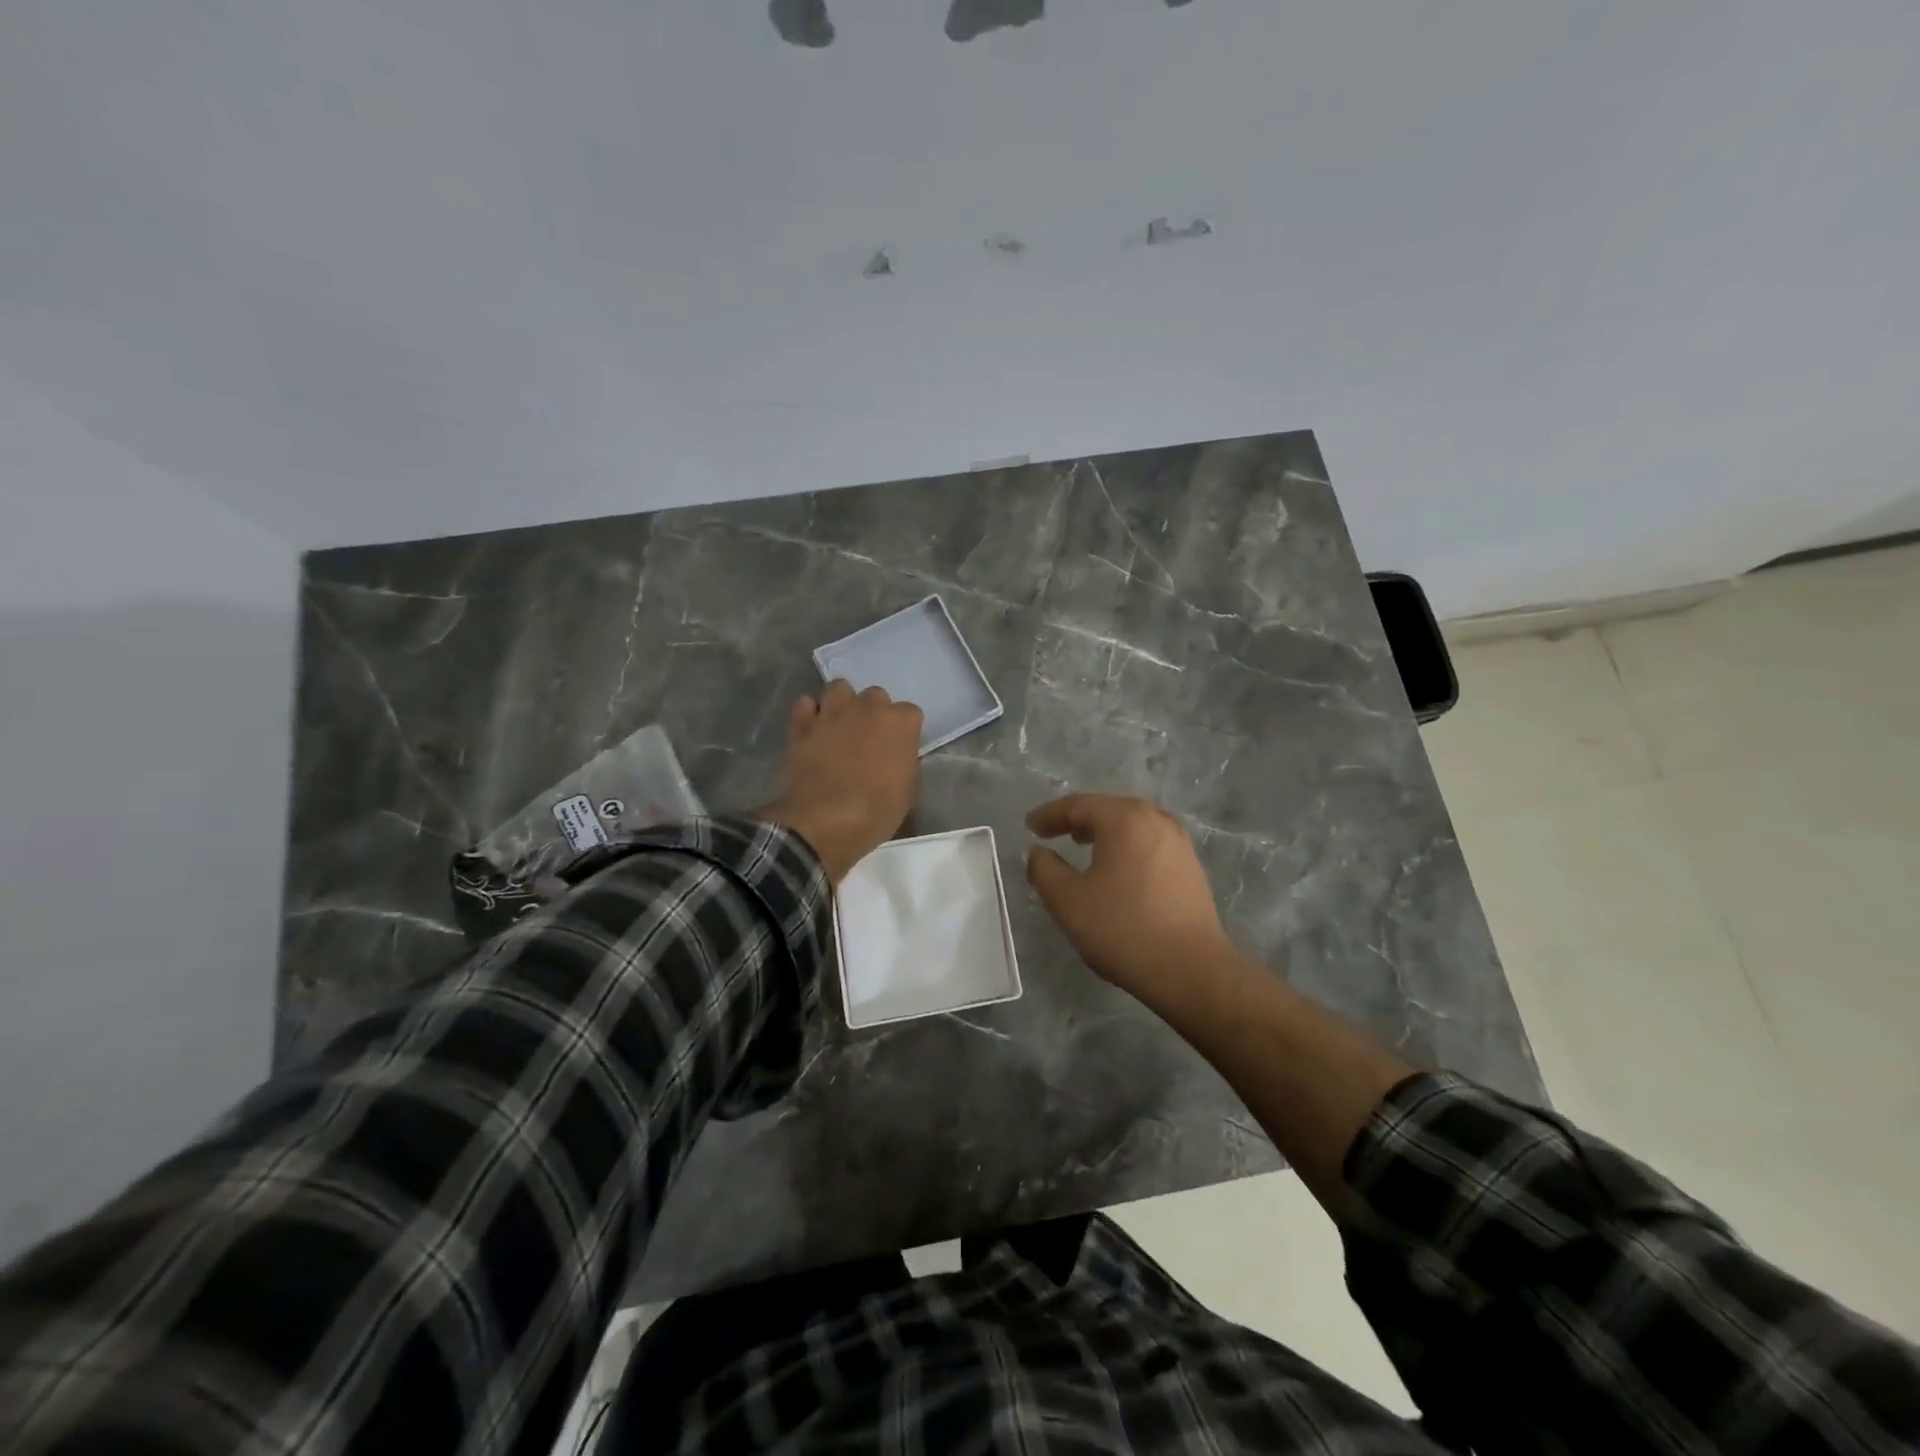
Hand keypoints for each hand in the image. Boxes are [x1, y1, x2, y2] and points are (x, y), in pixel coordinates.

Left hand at [762, 681, 922, 883]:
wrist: (823, 822)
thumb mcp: (907, 792)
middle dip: (874, 713)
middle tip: (869, 739)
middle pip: (876, 695)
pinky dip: (809, 714)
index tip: (899, 749)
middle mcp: (867, 708)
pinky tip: (812, 731)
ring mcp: (832, 712)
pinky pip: (805, 705)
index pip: (910, 713)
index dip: (904, 731)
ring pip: (839, 688)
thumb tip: (896, 756)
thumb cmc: (875, 812)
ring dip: (842, 703)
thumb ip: (904, 762)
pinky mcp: (801, 725)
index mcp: (899, 723)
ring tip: (840, 726)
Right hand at [1026, 793, 1239, 1006]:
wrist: (1191, 970)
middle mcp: (1155, 819)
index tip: (1029, 826)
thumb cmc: (1123, 929)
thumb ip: (1044, 869)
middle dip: (1077, 818)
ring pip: (1131, 823)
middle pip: (1107, 808)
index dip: (1049, 814)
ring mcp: (1178, 840)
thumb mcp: (1067, 900)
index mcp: (1124, 819)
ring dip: (1103, 830)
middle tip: (1052, 832)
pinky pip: (1148, 841)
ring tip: (1082, 845)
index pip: (1078, 805)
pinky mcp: (1190, 864)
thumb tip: (1038, 852)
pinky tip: (1116, 867)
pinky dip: (1125, 845)